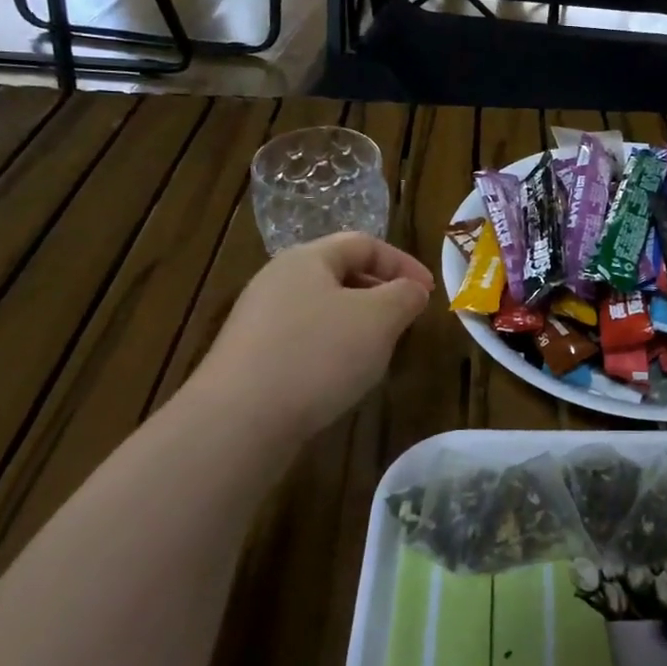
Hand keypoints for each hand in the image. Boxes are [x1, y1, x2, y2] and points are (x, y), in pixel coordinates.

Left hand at [185, 233, 432, 436]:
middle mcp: (278, 281)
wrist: (238, 422)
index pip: (364, 243)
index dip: (402, 263)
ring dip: (358, 324)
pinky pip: (303, 340)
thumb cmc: (318, 355)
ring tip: (379, 351)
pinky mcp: (250, 358)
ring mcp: (259, 321)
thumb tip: (412, 290)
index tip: (429, 293)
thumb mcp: (380, 318)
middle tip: (406, 319)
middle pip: (340, 274)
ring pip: (323, 309)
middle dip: (381, 292)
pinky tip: (341, 377)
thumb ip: (405, 295)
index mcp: (307, 259)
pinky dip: (332, 349)